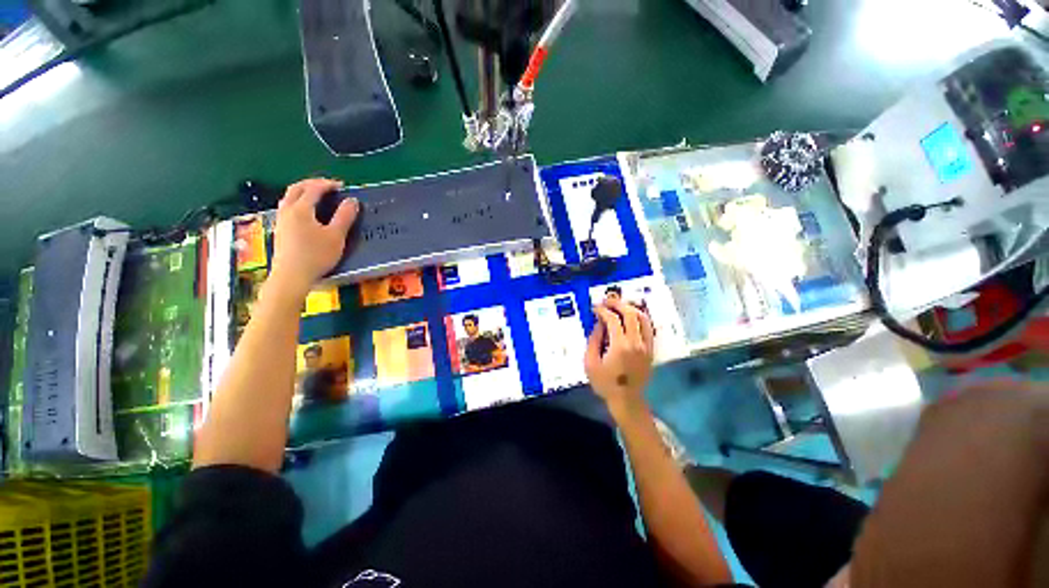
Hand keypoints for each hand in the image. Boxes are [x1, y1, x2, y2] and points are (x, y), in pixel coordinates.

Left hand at [270, 178, 359, 298]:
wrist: (291, 276)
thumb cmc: (316, 255)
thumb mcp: (336, 236)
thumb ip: (344, 217)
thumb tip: (352, 201)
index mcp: (301, 209)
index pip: (314, 189)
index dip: (328, 184)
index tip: (341, 186)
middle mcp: (287, 211)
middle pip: (296, 188)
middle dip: (312, 184)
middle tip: (327, 186)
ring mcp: (281, 221)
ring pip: (289, 198)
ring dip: (303, 192)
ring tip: (317, 196)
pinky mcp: (280, 230)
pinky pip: (287, 208)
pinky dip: (298, 202)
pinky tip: (306, 213)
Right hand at [585, 298, 654, 416]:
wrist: (626, 400)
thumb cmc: (605, 383)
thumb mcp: (590, 362)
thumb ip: (593, 340)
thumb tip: (599, 323)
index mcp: (620, 346)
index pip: (613, 319)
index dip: (603, 310)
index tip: (595, 308)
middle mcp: (636, 342)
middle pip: (630, 314)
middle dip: (618, 304)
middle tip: (607, 301)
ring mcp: (646, 346)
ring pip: (643, 318)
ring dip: (631, 308)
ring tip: (619, 306)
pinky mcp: (650, 350)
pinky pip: (648, 328)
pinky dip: (640, 318)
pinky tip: (631, 317)